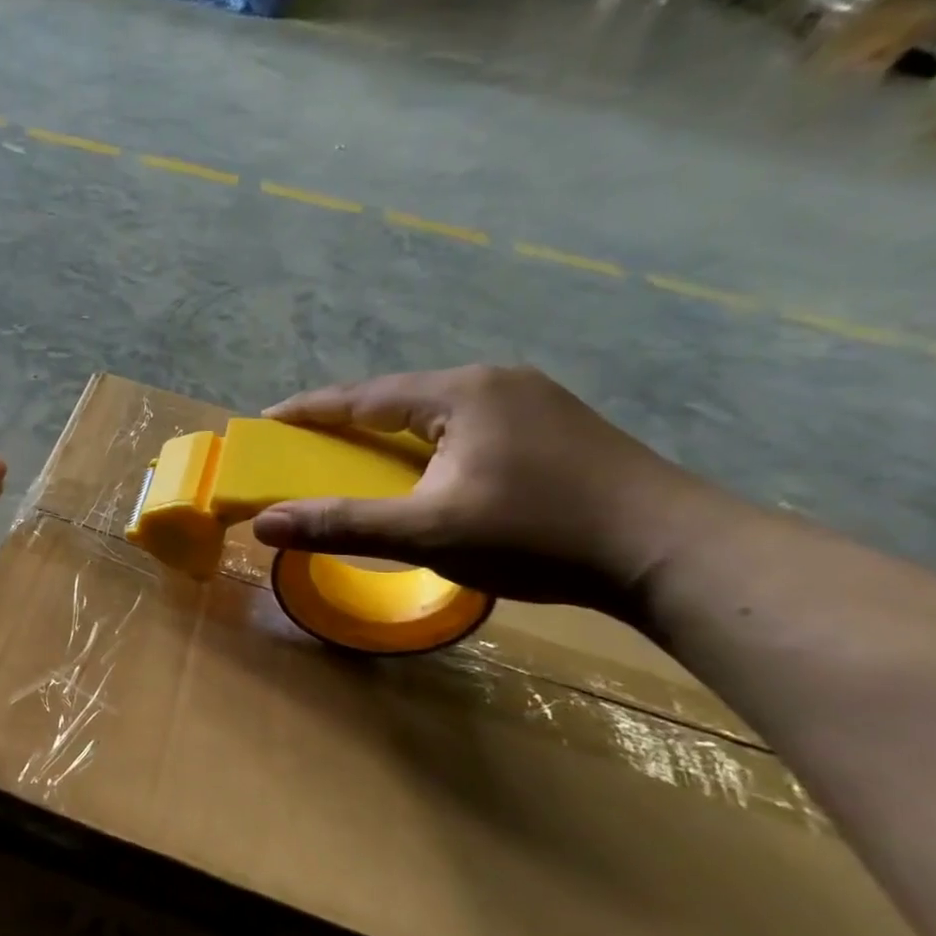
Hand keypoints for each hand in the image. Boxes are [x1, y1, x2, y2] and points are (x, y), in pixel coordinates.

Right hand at [250, 366, 722, 613]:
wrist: (672, 553)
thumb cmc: (538, 535)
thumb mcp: (427, 533)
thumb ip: (341, 524)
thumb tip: (263, 525)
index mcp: (461, 393)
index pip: (364, 395)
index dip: (311, 410)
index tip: (268, 420)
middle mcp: (495, 382)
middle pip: (399, 398)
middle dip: (348, 420)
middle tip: (308, 443)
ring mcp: (531, 402)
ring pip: (435, 412)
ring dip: (390, 433)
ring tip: (359, 456)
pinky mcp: (554, 428)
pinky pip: (466, 426)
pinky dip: (427, 445)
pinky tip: (426, 469)